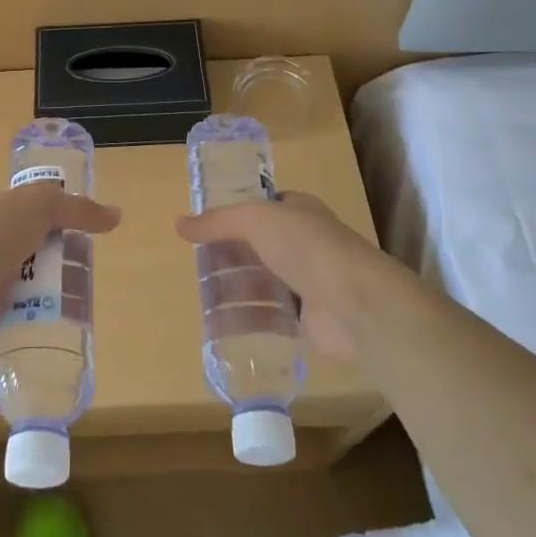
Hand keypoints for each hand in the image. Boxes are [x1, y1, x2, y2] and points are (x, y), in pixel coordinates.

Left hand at [0, 184, 119, 352]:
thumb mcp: (37, 206)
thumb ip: (76, 208)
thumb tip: (115, 215)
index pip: (24, 201)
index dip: (52, 210)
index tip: (81, 224)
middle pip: (29, 238)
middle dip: (55, 248)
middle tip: (86, 260)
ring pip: (25, 273)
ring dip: (48, 280)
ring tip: (80, 290)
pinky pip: (19, 305)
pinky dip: (36, 308)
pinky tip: (59, 314)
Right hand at [175, 192, 409, 363]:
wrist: (356, 304)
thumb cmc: (307, 247)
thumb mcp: (256, 220)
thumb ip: (218, 222)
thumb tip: (179, 224)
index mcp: (296, 211)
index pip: (260, 209)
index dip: (231, 217)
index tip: (201, 229)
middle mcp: (301, 244)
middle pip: (254, 248)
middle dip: (225, 257)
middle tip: (194, 267)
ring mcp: (304, 283)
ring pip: (257, 284)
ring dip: (230, 291)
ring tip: (199, 300)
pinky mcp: (303, 320)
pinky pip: (266, 318)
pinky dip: (242, 322)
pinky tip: (215, 328)